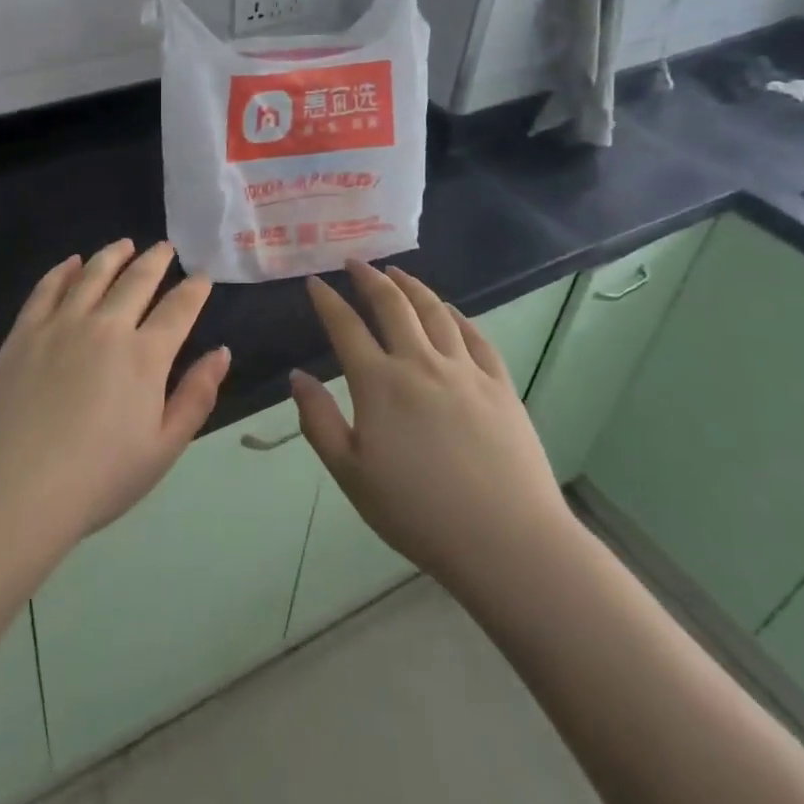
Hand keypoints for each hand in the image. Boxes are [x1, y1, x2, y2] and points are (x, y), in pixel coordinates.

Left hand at [0, 240, 229, 560]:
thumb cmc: (97, 480)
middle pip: (137, 280)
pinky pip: (47, 287)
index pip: (178, 309)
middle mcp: (106, 327)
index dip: (194, 289)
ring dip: (113, 255)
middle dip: (156, 260)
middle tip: (166, 248)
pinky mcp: (24, 332)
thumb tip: (221, 353)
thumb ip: (196, 396)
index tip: (202, 276)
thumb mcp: (162, 449)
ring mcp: (61, 324)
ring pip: (93, 274)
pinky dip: (63, 270)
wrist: (14, 492)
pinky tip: (72, 263)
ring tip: (125, 244)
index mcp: (145, 356)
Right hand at [293, 261, 573, 591]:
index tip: (315, 282)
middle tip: (355, 262)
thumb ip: (318, 421)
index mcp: (379, 383)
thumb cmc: (417, 512)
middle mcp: (420, 363)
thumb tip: (297, 376)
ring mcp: (465, 370)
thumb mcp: (350, 474)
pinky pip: (475, 336)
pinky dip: (457, 315)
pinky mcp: (499, 385)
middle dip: (369, 278)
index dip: (327, 300)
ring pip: (435, 311)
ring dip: (412, 286)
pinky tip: (450, 310)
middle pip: (392, 305)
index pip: (345, 326)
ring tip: (397, 272)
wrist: (505, 540)